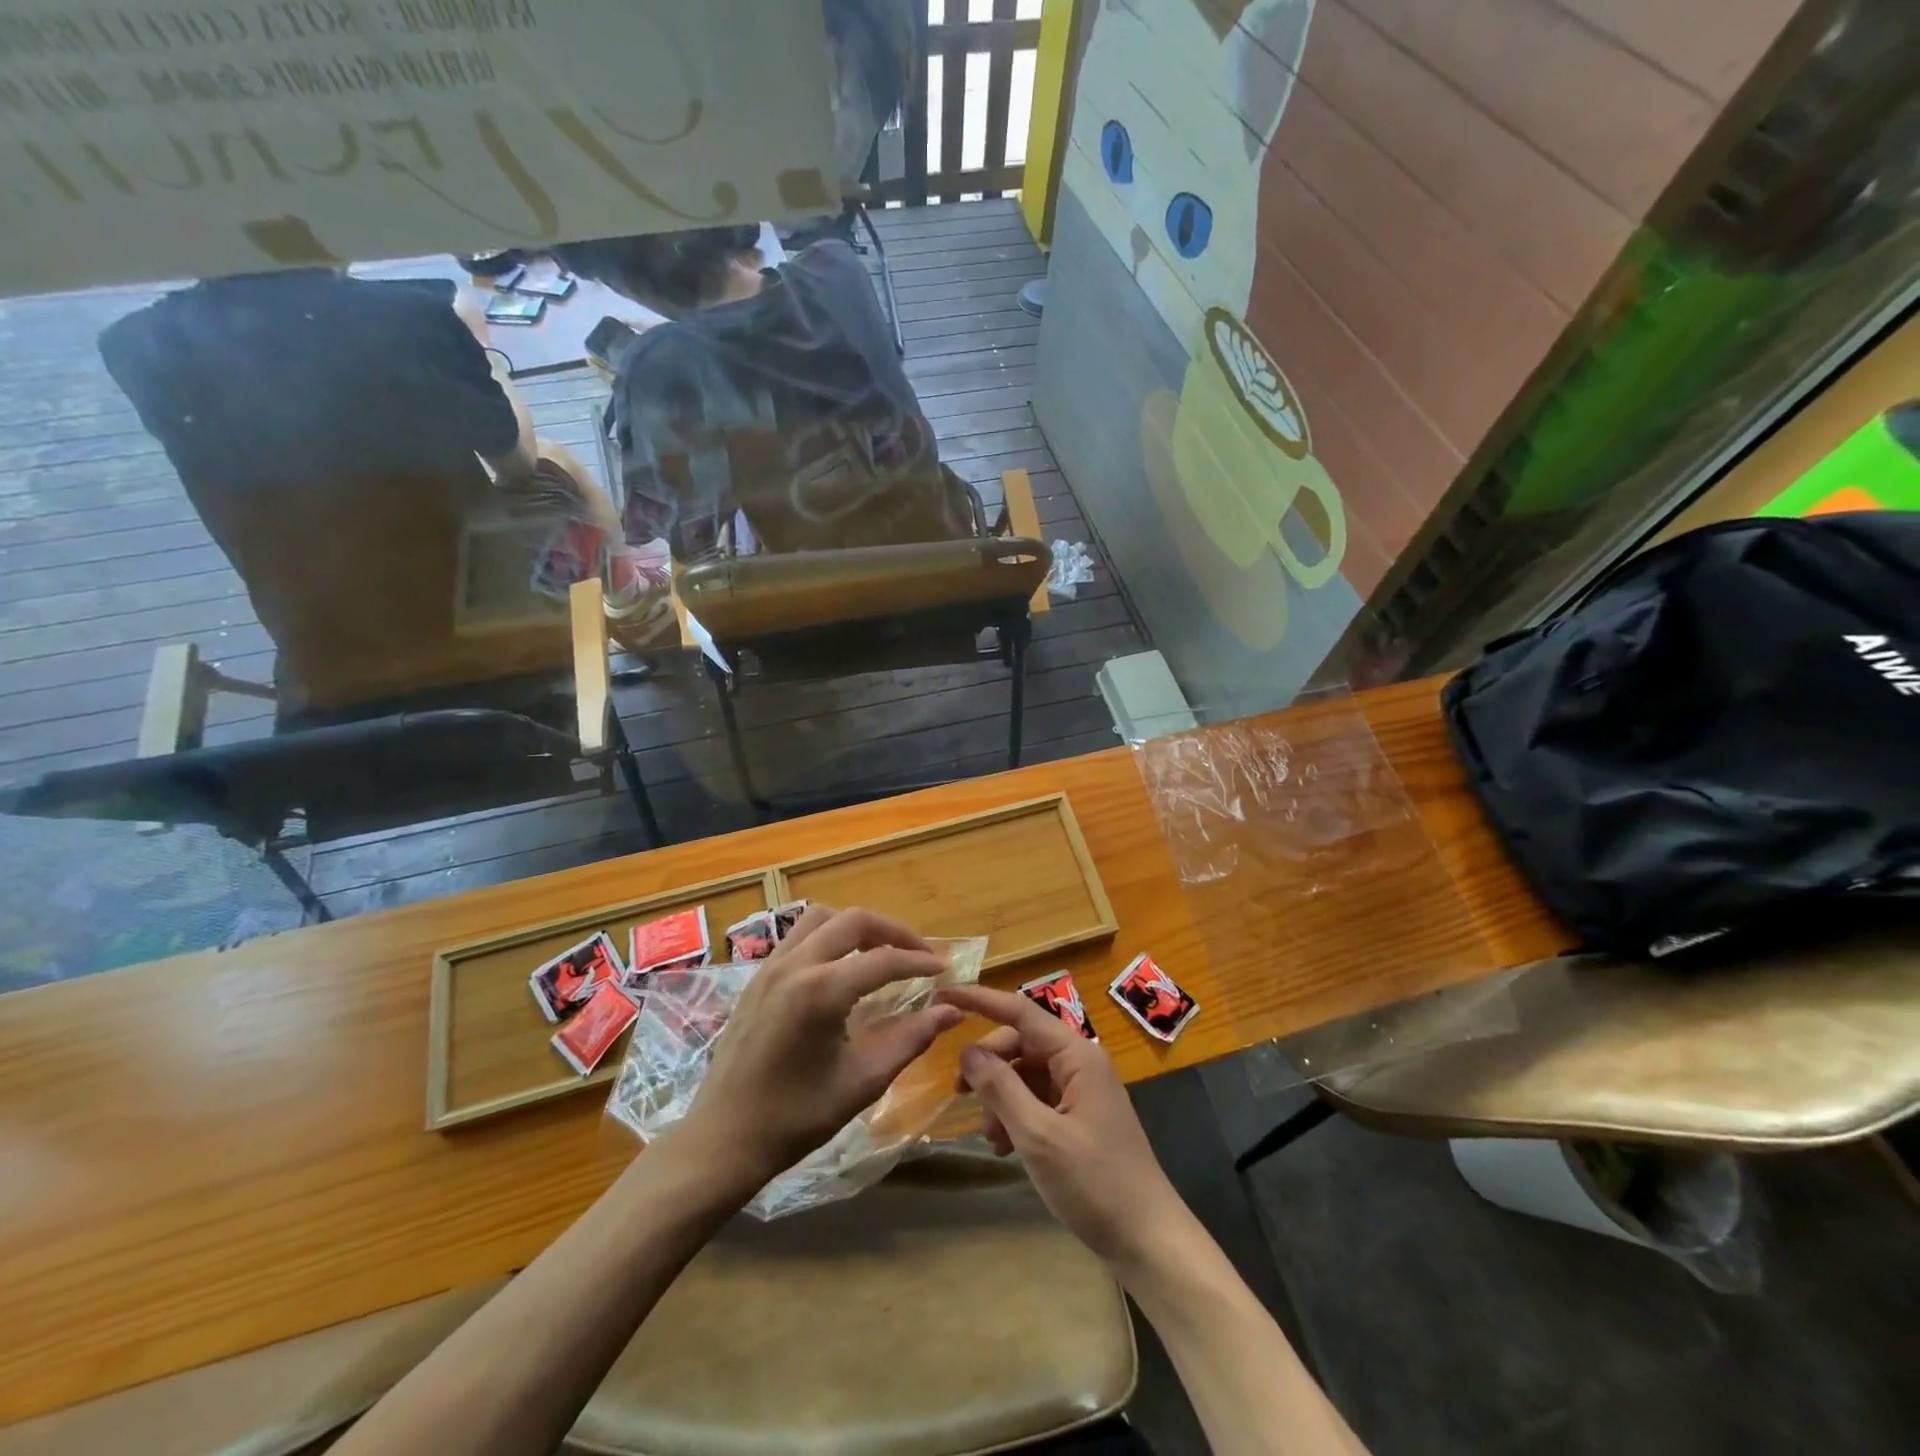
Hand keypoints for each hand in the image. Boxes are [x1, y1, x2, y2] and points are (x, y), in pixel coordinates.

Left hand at [680, 906, 962, 1188]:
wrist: (723, 1139)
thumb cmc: (796, 1117)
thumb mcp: (862, 1081)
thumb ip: (911, 1038)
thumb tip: (952, 1009)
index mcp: (820, 991)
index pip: (883, 960)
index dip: (920, 961)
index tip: (945, 969)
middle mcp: (794, 965)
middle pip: (853, 920)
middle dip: (893, 931)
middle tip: (919, 954)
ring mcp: (771, 966)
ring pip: (822, 918)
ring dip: (857, 926)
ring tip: (881, 952)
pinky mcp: (757, 976)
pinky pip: (799, 935)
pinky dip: (829, 936)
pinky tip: (842, 966)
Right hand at [941, 985, 1189, 1271]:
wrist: (1149, 1240)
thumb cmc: (1095, 1183)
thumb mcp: (1038, 1136)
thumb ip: (1001, 1088)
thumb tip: (968, 1050)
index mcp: (1077, 1055)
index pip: (1020, 1011)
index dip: (980, 999)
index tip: (944, 993)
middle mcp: (1080, 1063)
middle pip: (1022, 1043)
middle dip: (989, 1064)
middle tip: (958, 1092)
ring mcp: (1082, 1091)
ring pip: (1027, 1074)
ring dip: (1001, 1097)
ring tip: (990, 1136)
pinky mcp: (1081, 1118)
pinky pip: (1038, 1100)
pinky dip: (1016, 1116)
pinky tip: (1005, 1147)